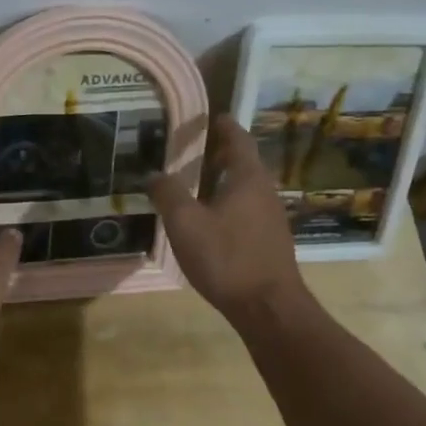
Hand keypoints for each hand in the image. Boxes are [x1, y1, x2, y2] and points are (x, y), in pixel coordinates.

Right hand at [148, 115, 309, 323]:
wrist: (268, 308)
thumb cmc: (227, 257)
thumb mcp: (185, 223)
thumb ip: (167, 194)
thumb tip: (153, 174)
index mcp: (247, 177)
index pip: (238, 138)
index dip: (224, 125)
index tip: (210, 116)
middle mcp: (264, 191)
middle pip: (243, 162)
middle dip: (220, 152)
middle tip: (193, 148)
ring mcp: (271, 217)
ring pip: (245, 187)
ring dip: (224, 179)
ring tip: (196, 182)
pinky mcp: (270, 240)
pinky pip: (247, 208)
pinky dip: (229, 202)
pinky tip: (210, 218)